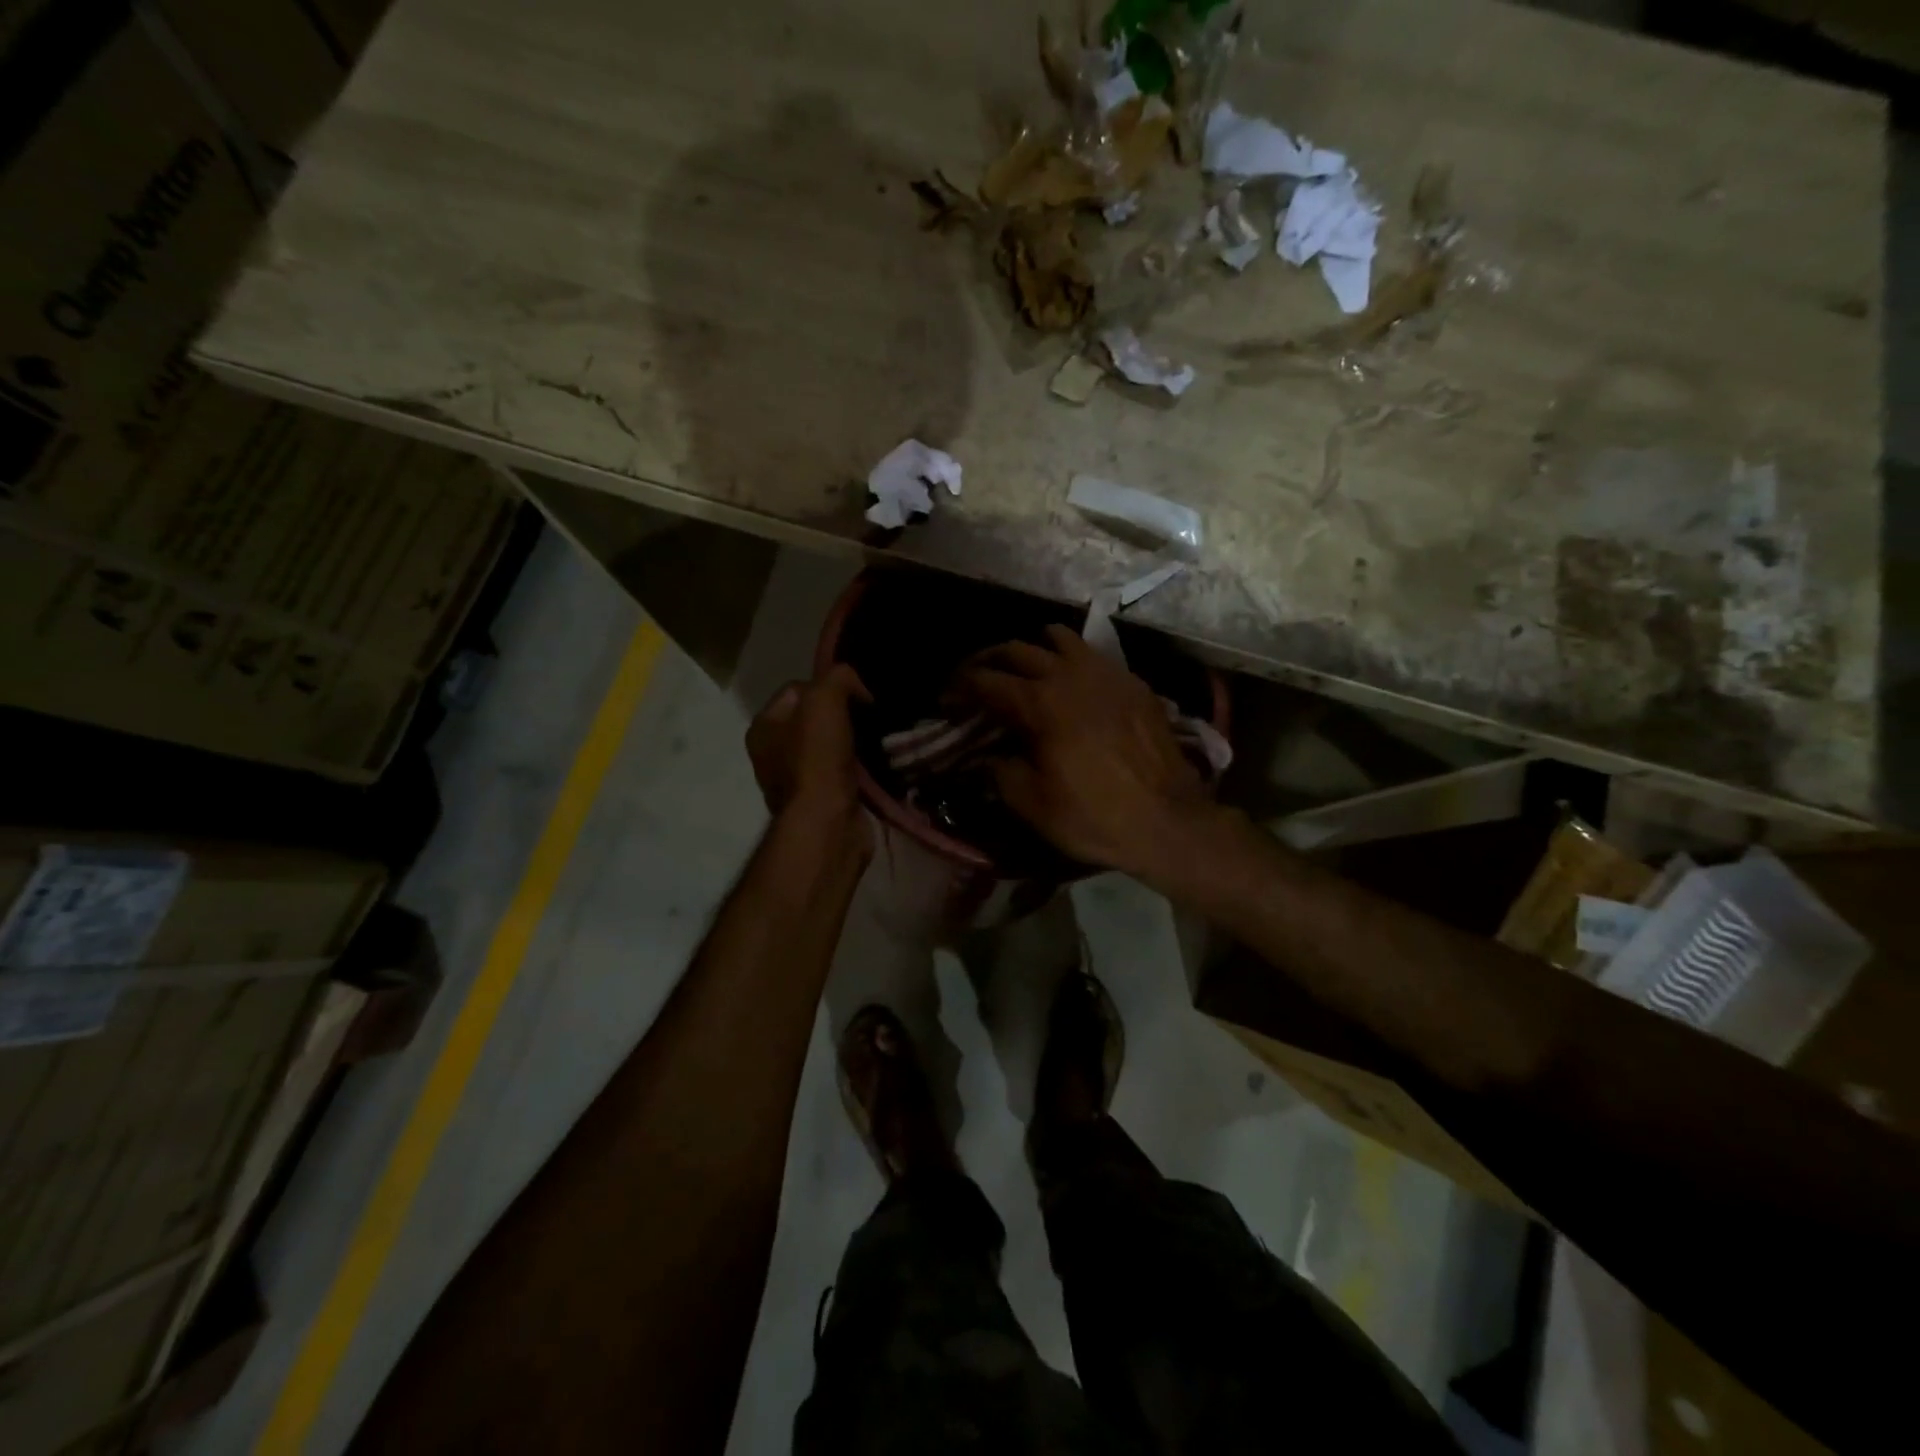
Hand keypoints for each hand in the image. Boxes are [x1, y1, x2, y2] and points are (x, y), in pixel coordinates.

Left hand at [746, 664, 871, 830]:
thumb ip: (838, 677)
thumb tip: (857, 687)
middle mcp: (772, 753)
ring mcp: (796, 780)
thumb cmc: (817, 758)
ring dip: (854, 742)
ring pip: (831, 745)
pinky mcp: (820, 801)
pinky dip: (859, 767)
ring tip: (878, 739)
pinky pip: (842, 772)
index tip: (858, 696)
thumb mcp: (824, 699)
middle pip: (815, 718)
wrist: (828, 823)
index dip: (829, 686)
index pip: (798, 688)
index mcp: (763, 727)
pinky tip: (876, 764)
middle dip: (844, 715)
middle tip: (871, 717)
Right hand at [953, 626, 1207, 875]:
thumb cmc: (1093, 817)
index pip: (985, 680)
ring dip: (1033, 649)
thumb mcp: (1031, 804)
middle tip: (976, 679)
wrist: (1168, 821)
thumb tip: (991, 756)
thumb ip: (1000, 771)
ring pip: (1059, 639)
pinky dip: (1071, 661)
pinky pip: (1093, 655)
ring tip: (1025, 670)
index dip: (959, 688)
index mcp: (1040, 703)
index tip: (947, 701)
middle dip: (988, 661)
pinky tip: (1072, 684)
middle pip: (1017, 650)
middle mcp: (1069, 676)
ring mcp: (1106, 674)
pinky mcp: (1133, 683)